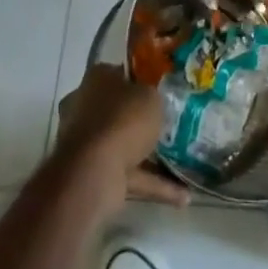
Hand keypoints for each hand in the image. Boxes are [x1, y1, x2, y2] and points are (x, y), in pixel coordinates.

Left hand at [56, 63, 189, 207]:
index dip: (139, 80)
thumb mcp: (150, 96)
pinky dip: (153, 184)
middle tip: (168, 123)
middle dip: (140, 120)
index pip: (118, 73)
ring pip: (123, 145)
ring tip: (182, 160)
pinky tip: (182, 195)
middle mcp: (85, 108)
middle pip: (117, 110)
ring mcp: (87, 144)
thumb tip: (150, 98)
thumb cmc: (123, 119)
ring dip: (149, 155)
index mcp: (96, 80)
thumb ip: (152, 96)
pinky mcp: (95, 174)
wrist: (94, 171)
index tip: (160, 88)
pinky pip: (129, 175)